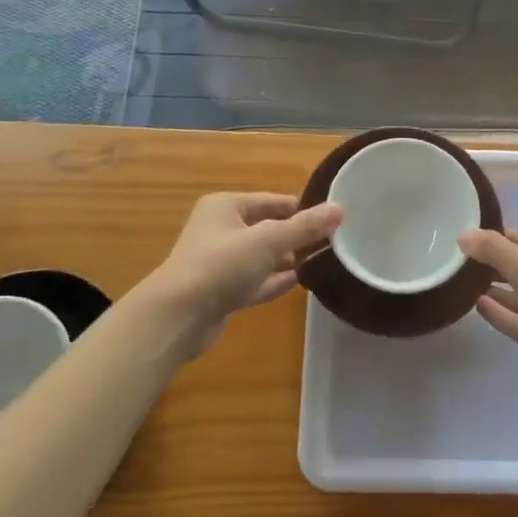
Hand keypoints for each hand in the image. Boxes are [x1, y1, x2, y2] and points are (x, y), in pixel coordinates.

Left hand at [145, 193, 341, 357]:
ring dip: (286, 258)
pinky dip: (274, 280)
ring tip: (320, 259)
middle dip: (295, 234)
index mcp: (225, 206)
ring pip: (260, 255)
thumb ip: (304, 227)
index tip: (330, 216)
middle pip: (265, 227)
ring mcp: (218, 263)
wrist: (178, 316)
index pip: (271, 200)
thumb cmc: (221, 265)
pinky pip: (254, 280)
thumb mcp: (268, 241)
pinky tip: (299, 282)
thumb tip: (339, 209)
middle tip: (330, 240)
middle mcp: (219, 230)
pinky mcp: (220, 292)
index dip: (300, 207)